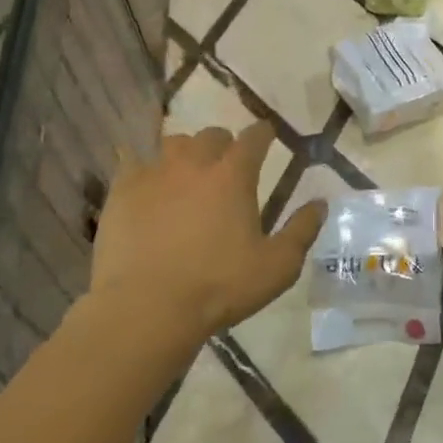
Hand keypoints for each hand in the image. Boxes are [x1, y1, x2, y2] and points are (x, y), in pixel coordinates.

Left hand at [90, 123, 326, 342]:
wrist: (147, 307)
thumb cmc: (219, 286)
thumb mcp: (277, 267)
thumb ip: (302, 231)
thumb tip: (321, 203)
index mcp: (234, 175)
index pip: (254, 137)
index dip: (263, 134)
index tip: (267, 137)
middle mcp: (195, 162)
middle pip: (212, 135)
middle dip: (223, 144)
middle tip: (226, 166)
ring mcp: (154, 172)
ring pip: (173, 143)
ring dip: (185, 153)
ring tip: (186, 174)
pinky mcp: (122, 189)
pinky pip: (132, 161)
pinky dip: (143, 167)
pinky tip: (145, 183)